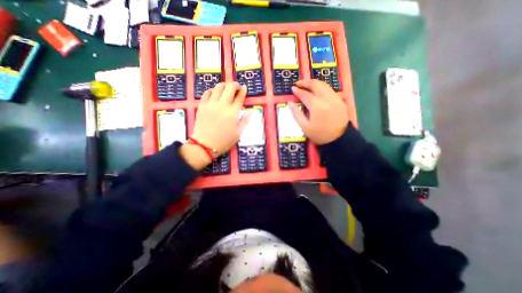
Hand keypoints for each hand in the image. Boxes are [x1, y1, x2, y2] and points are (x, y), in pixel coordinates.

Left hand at [181, 82, 249, 169]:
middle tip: (236, 86)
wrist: (205, 145)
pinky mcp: (202, 106)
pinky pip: (206, 93)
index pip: (239, 97)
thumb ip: (245, 121)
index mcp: (232, 113)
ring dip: (224, 85)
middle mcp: (222, 105)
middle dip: (234, 85)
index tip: (244, 88)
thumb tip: (250, 112)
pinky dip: (212, 90)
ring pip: (218, 88)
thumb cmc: (224, 141)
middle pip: (229, 88)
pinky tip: (214, 93)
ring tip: (226, 87)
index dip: (243, 91)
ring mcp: (211, 104)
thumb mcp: (238, 133)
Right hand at [290, 79, 349, 144]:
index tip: (292, 88)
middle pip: (316, 85)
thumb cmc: (319, 135)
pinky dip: (322, 87)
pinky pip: (330, 90)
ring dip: (314, 83)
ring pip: (324, 85)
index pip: (305, 94)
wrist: (338, 140)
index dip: (298, 91)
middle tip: (299, 83)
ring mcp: (335, 98)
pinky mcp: (340, 101)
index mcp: (317, 106)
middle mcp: (327, 99)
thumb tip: (289, 103)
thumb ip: (296, 114)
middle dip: (306, 82)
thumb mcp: (304, 127)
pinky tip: (317, 91)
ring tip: (307, 85)